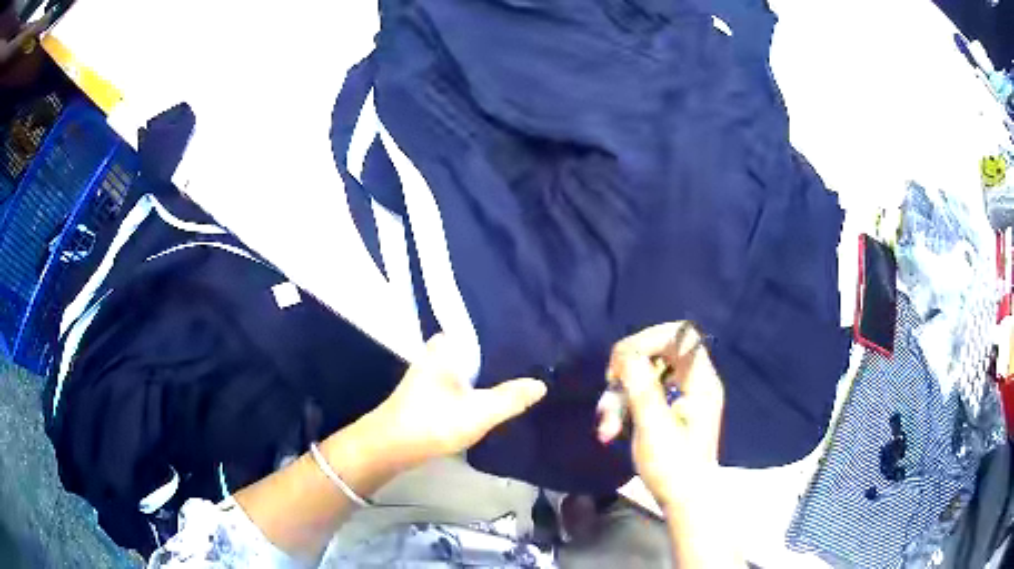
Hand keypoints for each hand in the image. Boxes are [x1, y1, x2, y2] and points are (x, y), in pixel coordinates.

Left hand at [366, 334, 546, 469]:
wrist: (391, 447)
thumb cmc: (433, 422)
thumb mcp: (479, 412)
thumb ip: (511, 397)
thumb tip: (541, 383)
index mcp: (447, 345)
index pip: (484, 327)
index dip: (509, 332)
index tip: (535, 335)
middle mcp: (437, 350)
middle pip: (479, 346)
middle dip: (503, 352)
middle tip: (536, 357)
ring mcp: (432, 370)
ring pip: (470, 364)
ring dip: (491, 370)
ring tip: (523, 372)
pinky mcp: (430, 389)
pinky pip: (462, 378)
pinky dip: (478, 383)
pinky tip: (496, 392)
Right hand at [596, 322, 723, 510]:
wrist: (683, 499)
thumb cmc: (672, 467)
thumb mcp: (653, 426)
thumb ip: (641, 386)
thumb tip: (625, 352)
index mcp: (701, 381)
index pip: (680, 335)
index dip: (649, 339)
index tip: (622, 362)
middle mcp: (695, 381)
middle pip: (659, 350)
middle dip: (629, 368)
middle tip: (610, 386)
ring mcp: (682, 395)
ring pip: (646, 373)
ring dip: (621, 393)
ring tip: (607, 425)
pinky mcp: (670, 408)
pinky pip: (644, 391)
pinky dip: (625, 404)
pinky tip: (611, 427)